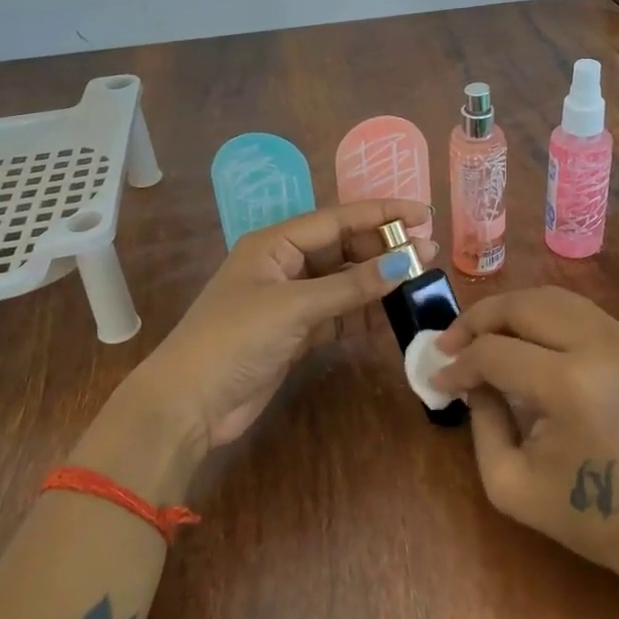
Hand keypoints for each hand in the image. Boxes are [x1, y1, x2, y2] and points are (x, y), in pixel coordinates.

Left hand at [128, 198, 436, 452]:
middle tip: (428, 254)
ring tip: (420, 281)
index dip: (381, 214)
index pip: (337, 219)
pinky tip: (394, 315)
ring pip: (345, 282)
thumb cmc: (235, 340)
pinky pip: (340, 314)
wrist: (189, 405)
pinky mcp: (297, 333)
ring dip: (378, 282)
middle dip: (384, 250)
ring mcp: (292, 301)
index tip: (422, 213)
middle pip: (344, 248)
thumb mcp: (295, 307)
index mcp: (276, 244)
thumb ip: (351, 286)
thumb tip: (406, 263)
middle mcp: (286, 265)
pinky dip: (365, 314)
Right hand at [432, 287, 618, 588]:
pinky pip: (577, 310)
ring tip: (481, 336)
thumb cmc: (591, 518)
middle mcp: (599, 346)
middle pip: (522, 305)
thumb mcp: (511, 484)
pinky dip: (541, 316)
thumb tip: (470, 380)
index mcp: (570, 385)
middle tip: (450, 344)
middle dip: (477, 319)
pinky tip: (523, 340)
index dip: (458, 364)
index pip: (495, 352)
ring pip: (551, 297)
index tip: (437, 381)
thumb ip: (480, 422)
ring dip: (509, 311)